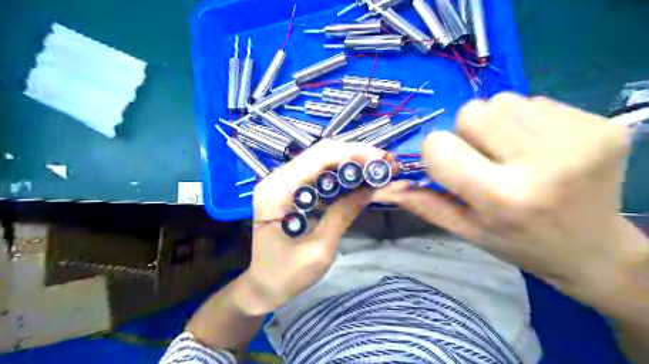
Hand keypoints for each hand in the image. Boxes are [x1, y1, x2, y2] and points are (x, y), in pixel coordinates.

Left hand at [242, 138, 383, 314]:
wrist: (261, 287)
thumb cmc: (285, 275)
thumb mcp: (318, 250)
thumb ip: (342, 215)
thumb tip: (370, 189)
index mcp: (277, 191)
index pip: (318, 157)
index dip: (352, 154)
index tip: (382, 159)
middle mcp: (276, 179)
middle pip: (319, 153)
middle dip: (354, 155)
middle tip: (383, 163)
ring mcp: (281, 184)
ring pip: (320, 161)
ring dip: (349, 162)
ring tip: (375, 170)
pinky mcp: (289, 191)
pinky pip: (317, 175)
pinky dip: (339, 175)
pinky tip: (357, 180)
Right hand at [376, 92, 648, 311]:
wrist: (594, 250)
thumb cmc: (520, 243)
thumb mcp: (466, 230)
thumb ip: (423, 204)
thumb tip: (382, 187)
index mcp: (502, 197)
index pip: (439, 145)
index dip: (436, 153)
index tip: (452, 167)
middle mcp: (542, 163)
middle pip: (470, 112)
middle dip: (467, 134)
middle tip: (487, 160)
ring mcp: (577, 139)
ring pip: (500, 101)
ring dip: (496, 125)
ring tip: (513, 154)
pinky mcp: (600, 124)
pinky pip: (534, 101)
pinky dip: (526, 121)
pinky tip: (541, 148)